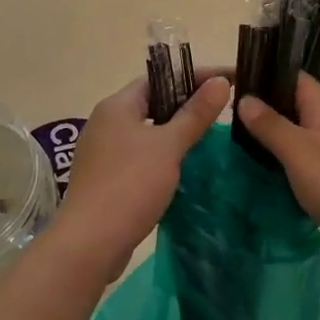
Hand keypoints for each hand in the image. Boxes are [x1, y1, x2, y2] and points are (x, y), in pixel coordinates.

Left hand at [59, 72, 230, 277]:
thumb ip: (195, 114)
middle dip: (187, 104)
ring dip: (175, 132)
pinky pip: (140, 156)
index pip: (159, 78)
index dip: (194, 76)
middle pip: (152, 103)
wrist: (90, 243)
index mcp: (116, 106)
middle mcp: (105, 123)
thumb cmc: (130, 185)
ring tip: (210, 136)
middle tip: (223, 108)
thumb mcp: (168, 146)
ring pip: (146, 131)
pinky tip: (184, 167)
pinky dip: (163, 155)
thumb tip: (221, 81)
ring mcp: (103, 152)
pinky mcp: (106, 179)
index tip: (228, 80)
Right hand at [236, 73, 319, 275]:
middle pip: (295, 109)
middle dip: (265, 110)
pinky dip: (286, 170)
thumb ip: (271, 127)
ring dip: (273, 142)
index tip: (233, 78)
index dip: (267, 73)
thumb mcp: (300, 152)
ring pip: (300, 140)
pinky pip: (307, 169)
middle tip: (226, 118)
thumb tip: (244, 97)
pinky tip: (268, 182)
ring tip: (238, 149)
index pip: (295, 79)